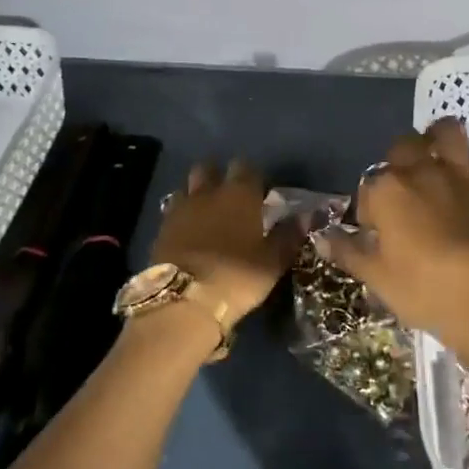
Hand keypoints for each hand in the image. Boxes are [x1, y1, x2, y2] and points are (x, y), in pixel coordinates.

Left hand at [152, 160, 301, 327]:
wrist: (185, 301)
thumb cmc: (238, 276)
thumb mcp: (273, 260)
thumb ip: (289, 234)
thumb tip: (306, 215)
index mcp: (239, 194)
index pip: (245, 167)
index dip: (252, 176)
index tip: (259, 191)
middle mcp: (208, 193)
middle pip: (208, 168)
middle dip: (217, 175)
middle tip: (228, 195)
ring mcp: (180, 209)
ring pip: (187, 187)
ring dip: (196, 194)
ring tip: (206, 212)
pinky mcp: (161, 229)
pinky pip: (172, 211)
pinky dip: (181, 215)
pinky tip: (188, 231)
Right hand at [318, 119, 468, 348]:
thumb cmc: (422, 288)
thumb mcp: (377, 277)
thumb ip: (349, 251)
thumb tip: (322, 238)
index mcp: (387, 190)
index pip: (368, 188)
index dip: (370, 207)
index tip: (375, 229)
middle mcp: (421, 170)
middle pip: (404, 146)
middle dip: (400, 159)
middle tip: (405, 186)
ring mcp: (460, 172)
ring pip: (447, 132)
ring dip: (440, 138)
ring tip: (439, 154)